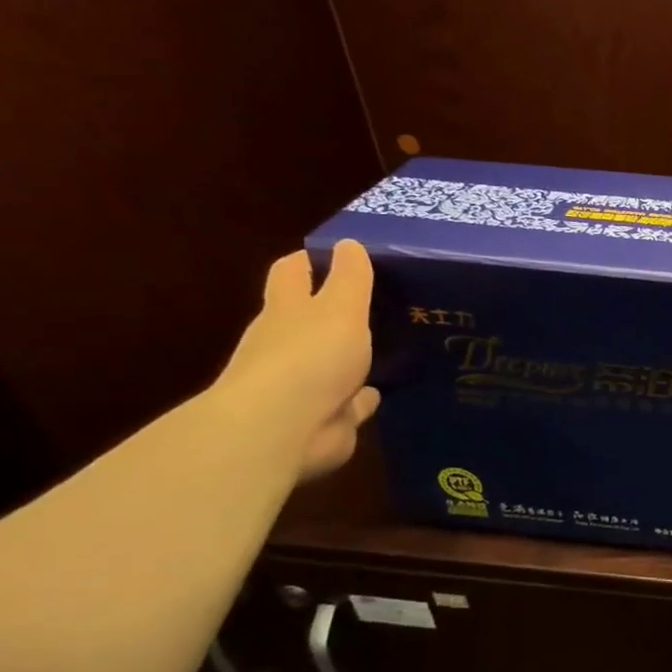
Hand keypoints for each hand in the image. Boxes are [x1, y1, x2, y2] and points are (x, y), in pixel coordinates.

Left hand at [212, 240, 378, 480]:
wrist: (283, 429)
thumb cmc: (310, 356)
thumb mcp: (340, 307)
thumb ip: (350, 277)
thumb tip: (349, 242)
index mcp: (287, 311)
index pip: (293, 272)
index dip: (312, 259)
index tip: (340, 251)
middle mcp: (287, 344)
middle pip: (309, 318)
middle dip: (335, 310)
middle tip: (378, 300)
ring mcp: (304, 384)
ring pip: (331, 362)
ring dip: (350, 356)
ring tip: (388, 345)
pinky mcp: (324, 417)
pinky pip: (348, 402)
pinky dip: (360, 398)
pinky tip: (378, 393)